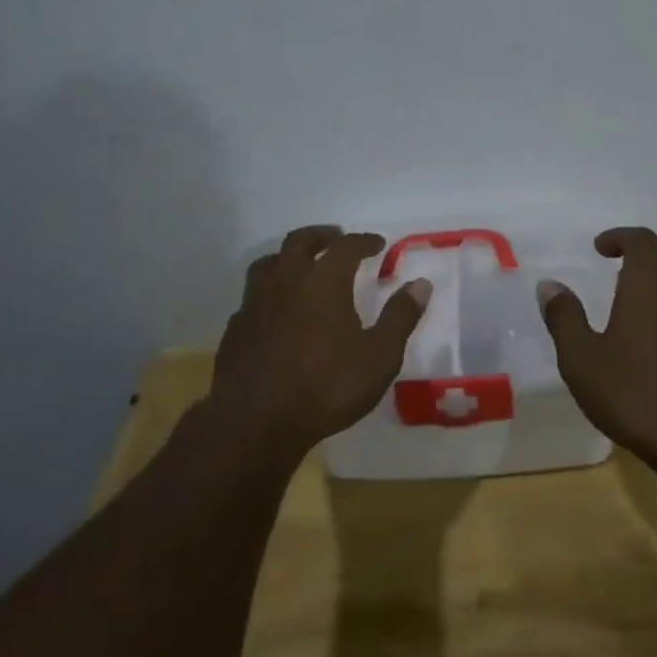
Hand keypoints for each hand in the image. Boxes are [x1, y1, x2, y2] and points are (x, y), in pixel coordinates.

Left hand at [206, 226, 431, 456]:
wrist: (256, 421)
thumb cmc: (327, 387)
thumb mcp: (379, 357)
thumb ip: (400, 317)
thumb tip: (420, 284)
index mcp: (323, 282)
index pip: (345, 247)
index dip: (363, 241)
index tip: (377, 243)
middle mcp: (286, 282)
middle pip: (300, 242)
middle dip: (321, 236)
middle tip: (336, 238)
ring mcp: (255, 303)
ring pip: (269, 262)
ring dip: (289, 256)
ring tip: (302, 264)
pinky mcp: (236, 327)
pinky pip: (253, 295)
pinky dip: (270, 289)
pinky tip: (276, 307)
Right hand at [538, 227, 656, 458]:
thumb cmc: (633, 394)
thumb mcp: (581, 359)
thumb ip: (564, 318)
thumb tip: (549, 285)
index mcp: (646, 290)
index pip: (643, 242)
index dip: (621, 237)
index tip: (599, 249)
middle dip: (651, 258)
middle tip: (622, 274)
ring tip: (630, 316)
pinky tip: (650, 350)